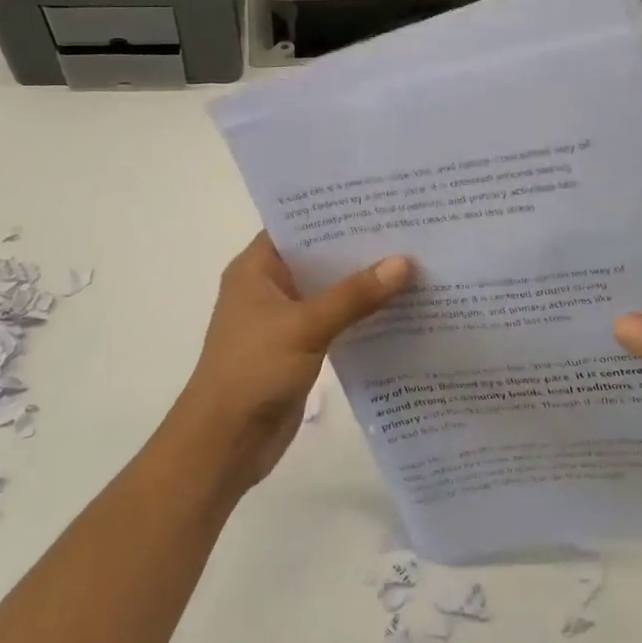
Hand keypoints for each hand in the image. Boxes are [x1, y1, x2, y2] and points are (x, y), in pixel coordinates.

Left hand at [168, 233, 412, 494]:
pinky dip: (362, 315)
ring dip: (364, 283)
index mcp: (257, 268)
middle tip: (410, 228)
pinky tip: (401, 307)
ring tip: (416, 261)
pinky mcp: (301, 347)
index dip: (336, 211)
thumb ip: (354, 295)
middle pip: (319, 257)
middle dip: (359, 247)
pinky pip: (336, 321)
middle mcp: (270, 287)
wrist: (225, 443)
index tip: (380, 199)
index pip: (298, 224)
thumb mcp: (305, 326)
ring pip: (331, 290)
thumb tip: (404, 263)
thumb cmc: (253, 371)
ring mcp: (285, 319)